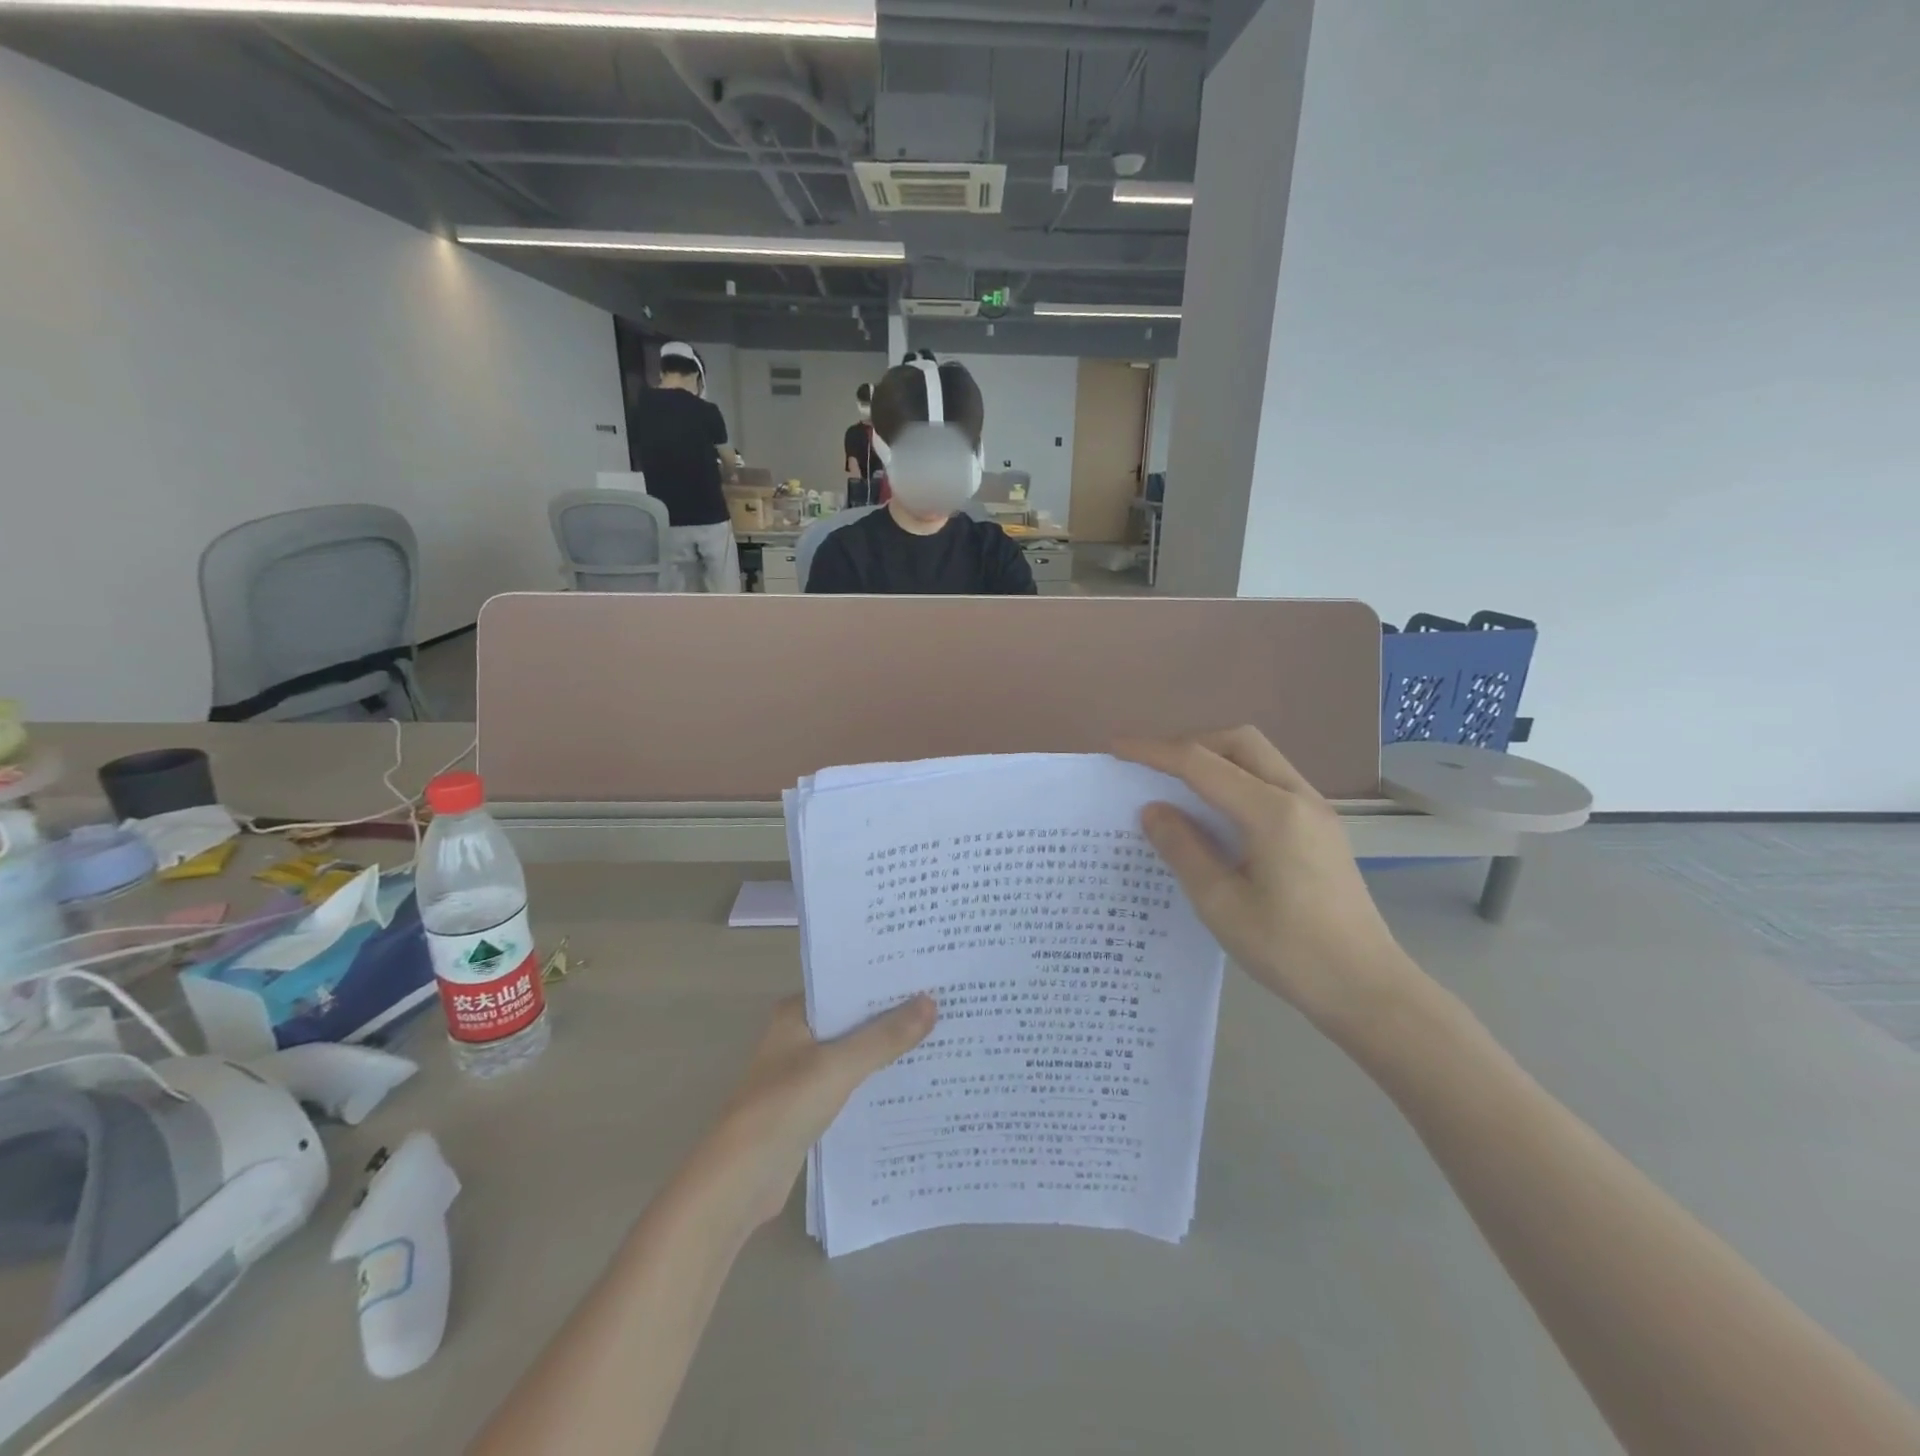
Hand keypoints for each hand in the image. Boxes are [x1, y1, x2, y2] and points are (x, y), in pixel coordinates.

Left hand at [697, 995, 935, 1230]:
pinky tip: (911, 1080)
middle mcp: (798, 1036)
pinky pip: (851, 1083)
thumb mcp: (839, 1066)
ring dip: (886, 1048)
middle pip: (853, 1018)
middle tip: (944, 1002)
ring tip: (938, 1036)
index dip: (884, 980)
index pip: (846, 984)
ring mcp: (802, 1073)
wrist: (740, 1181)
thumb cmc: (784, 1107)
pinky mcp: (810, 1107)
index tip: (927, 973)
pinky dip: (875, 1080)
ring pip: (854, 1052)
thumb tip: (931, 1001)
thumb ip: (885, 1036)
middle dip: (892, 1014)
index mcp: (795, 1013)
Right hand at [1117, 727, 1416, 1030]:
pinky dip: (1235, 780)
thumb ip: (1184, 849)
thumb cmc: (1289, 951)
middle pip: (1238, 742)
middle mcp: (1298, 798)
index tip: (1117, 747)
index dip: (1154, 751)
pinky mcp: (1321, 829)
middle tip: (1153, 767)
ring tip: (1177, 786)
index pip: (1202, 764)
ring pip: (1259, 758)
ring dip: (1215, 759)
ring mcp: (1316, 811)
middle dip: (1190, 743)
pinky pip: (1271, 782)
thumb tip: (1153, 810)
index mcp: (1272, 813)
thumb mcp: (1221, 904)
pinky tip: (1216, 814)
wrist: (1368, 989)